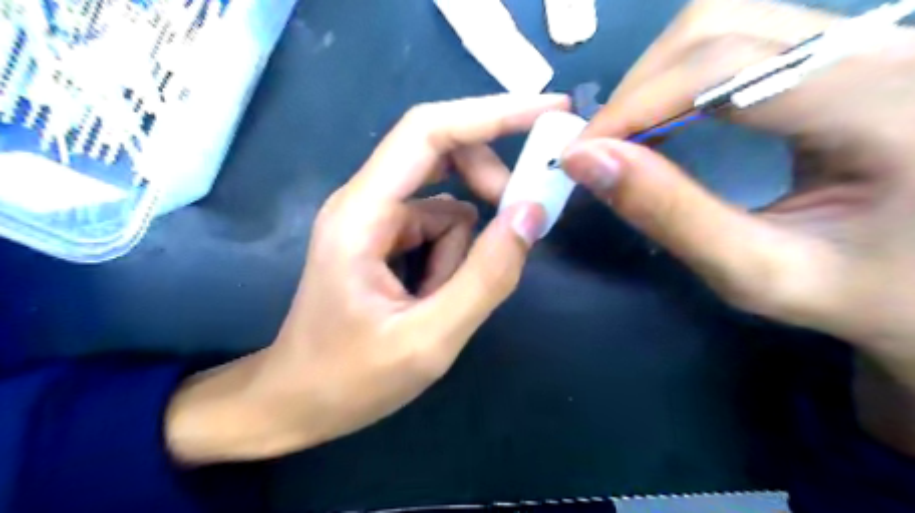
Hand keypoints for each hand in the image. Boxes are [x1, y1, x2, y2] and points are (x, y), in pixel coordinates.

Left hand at [164, 92, 564, 464]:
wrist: (294, 403)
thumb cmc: (349, 379)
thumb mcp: (429, 339)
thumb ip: (486, 277)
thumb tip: (532, 213)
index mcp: (363, 213)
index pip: (429, 131)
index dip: (492, 113)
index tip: (549, 110)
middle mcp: (366, 202)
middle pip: (442, 155)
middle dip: (487, 185)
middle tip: (519, 223)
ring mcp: (375, 221)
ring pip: (447, 205)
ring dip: (463, 250)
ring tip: (442, 301)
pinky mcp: (385, 240)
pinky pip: (437, 230)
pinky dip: (450, 261)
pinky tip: (432, 299)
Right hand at [561, 1, 913, 391]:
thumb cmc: (858, 292)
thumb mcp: (758, 272)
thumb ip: (670, 215)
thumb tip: (585, 160)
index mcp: (883, 109)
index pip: (725, 68)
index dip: (634, 104)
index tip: (579, 154)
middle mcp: (884, 51)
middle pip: (719, 24)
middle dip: (638, 88)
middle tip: (601, 149)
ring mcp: (867, 43)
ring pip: (725, 20)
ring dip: (655, 77)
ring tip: (628, 137)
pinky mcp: (842, 54)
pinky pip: (739, 38)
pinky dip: (679, 76)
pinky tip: (665, 120)